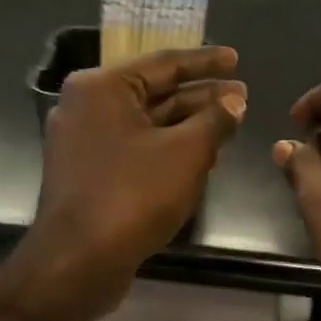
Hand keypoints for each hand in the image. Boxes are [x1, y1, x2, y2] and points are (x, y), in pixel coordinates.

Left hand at [6, 47, 245, 320]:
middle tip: (241, 96)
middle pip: (155, 92)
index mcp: (103, 88)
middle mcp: (88, 106)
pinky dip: (169, 146)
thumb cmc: (133, 195)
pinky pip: (137, 147)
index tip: (236, 59)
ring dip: (189, 123)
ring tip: (230, 123)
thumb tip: (234, 103)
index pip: (164, 63)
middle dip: (201, 96)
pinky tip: (202, 154)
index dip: (206, 62)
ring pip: (148, 122)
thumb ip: (215, 120)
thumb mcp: (187, 152)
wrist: (78, 261)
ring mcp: (85, 141)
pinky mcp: (90, 172)